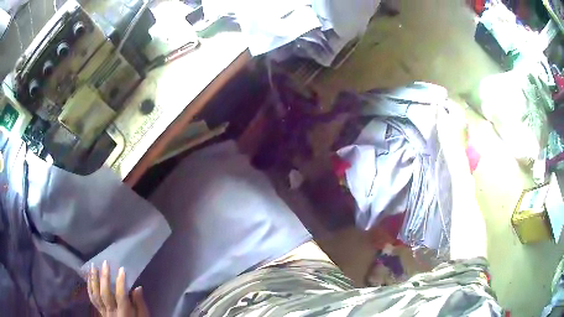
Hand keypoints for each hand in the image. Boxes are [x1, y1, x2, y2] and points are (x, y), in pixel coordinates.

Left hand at [88, 260, 149, 316]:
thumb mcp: (143, 316)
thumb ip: (140, 304)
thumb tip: (138, 288)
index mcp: (124, 313)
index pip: (121, 296)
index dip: (121, 282)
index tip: (122, 269)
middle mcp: (112, 311)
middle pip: (105, 293)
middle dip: (104, 277)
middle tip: (105, 263)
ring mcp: (104, 311)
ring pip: (96, 294)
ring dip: (94, 279)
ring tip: (93, 266)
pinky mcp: (100, 311)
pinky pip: (92, 298)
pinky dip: (89, 287)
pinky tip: (89, 277)